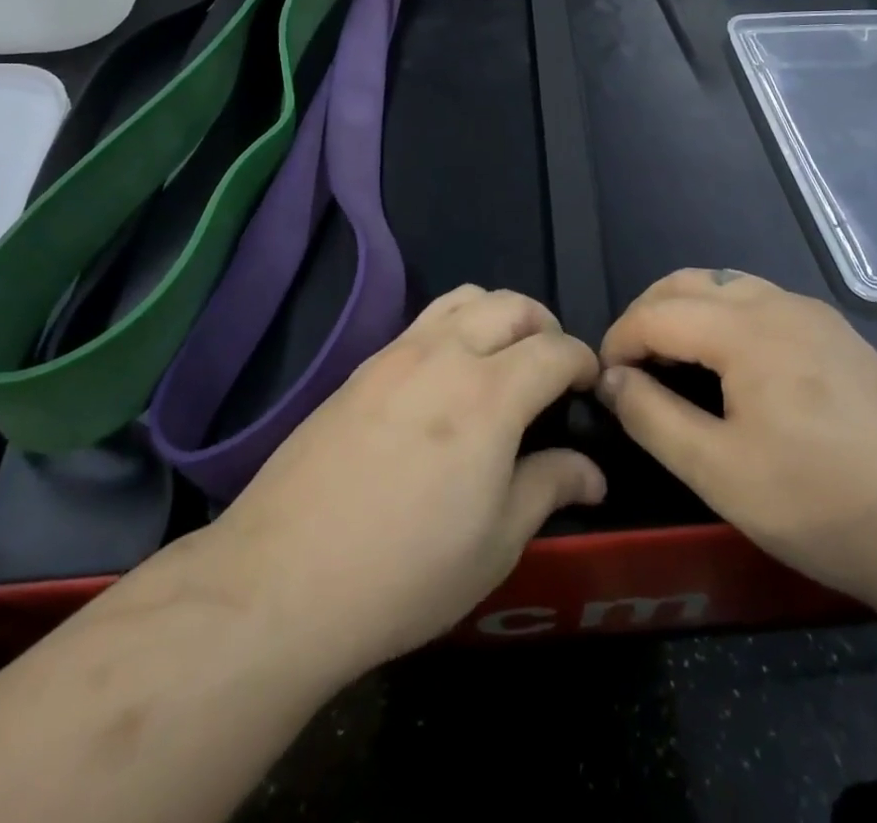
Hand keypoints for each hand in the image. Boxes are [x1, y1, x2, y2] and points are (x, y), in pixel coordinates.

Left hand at [184, 286, 603, 683]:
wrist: (284, 578)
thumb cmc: (407, 571)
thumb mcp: (496, 543)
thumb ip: (549, 487)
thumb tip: (592, 471)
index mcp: (490, 394)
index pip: (555, 349)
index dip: (583, 362)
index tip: (589, 387)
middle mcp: (445, 354)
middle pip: (510, 304)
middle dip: (544, 326)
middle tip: (551, 369)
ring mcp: (396, 354)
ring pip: (463, 298)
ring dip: (497, 315)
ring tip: (502, 360)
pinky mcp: (361, 367)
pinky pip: (423, 322)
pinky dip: (454, 329)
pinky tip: (446, 381)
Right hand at [596, 269, 876, 605]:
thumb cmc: (821, 504)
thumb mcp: (719, 472)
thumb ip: (652, 416)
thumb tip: (611, 379)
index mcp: (746, 329)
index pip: (657, 313)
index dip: (618, 341)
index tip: (601, 382)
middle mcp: (779, 304)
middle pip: (689, 283)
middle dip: (647, 315)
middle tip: (630, 366)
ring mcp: (816, 316)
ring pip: (728, 286)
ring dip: (686, 311)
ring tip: (672, 362)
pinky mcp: (840, 337)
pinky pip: (762, 304)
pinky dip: (724, 319)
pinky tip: (731, 368)